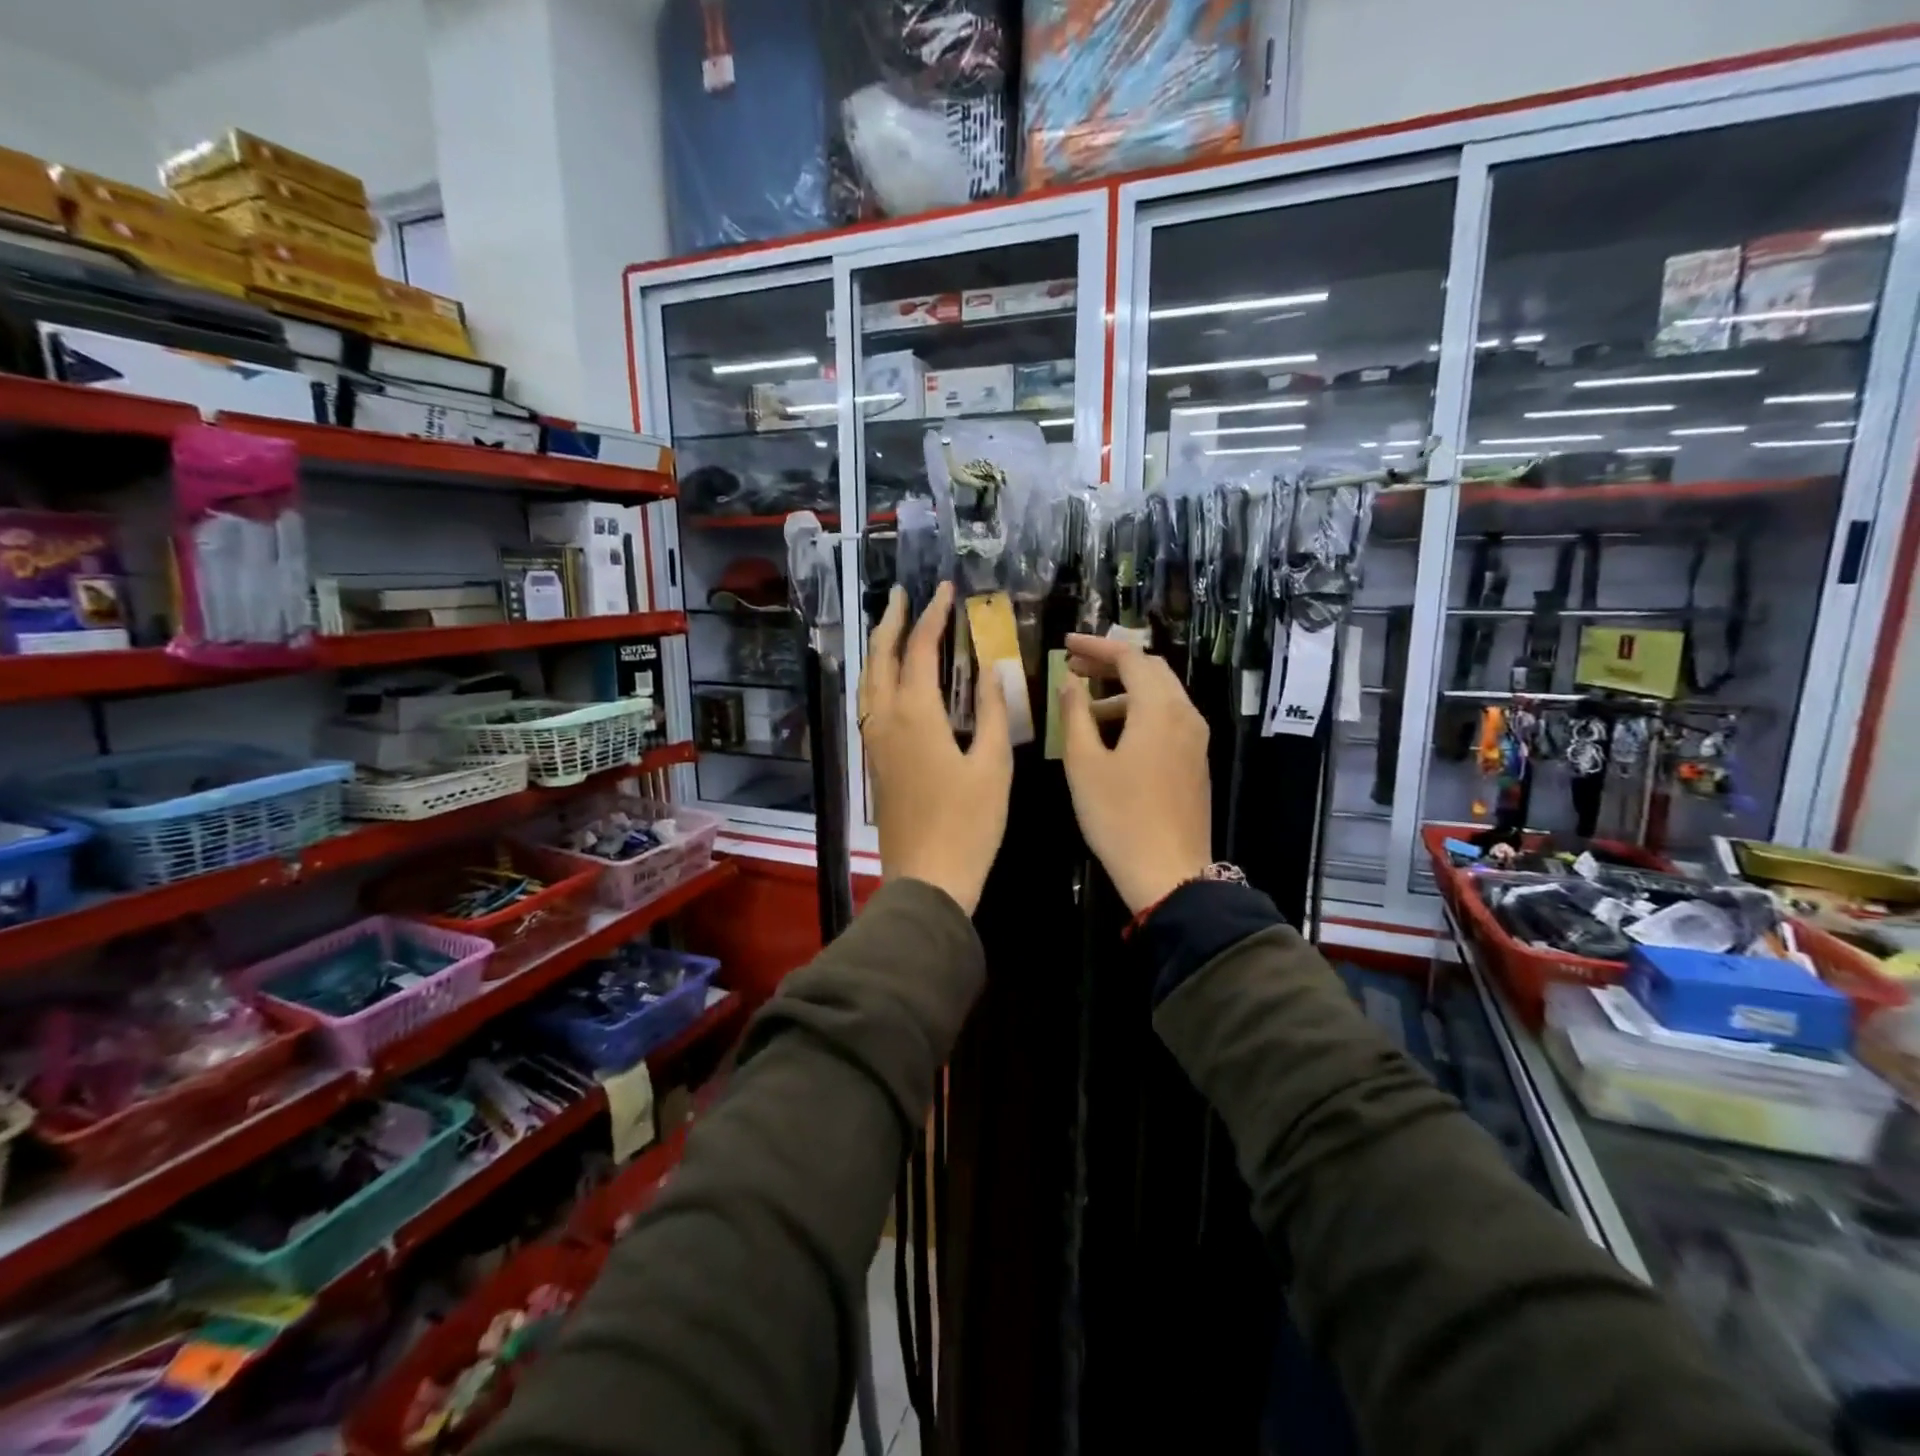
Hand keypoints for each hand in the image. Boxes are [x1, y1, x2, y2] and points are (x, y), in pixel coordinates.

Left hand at [861, 583, 1011, 914]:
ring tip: (891, 627)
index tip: (944, 590)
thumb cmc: (969, 825)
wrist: (927, 879)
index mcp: (915, 715)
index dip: (932, 616)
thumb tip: (991, 672)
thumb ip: (993, 714)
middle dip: (891, 621)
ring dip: (879, 648)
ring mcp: (875, 742)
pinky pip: (869, 705)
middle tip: (903, 595)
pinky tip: (890, 681)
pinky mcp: (875, 762)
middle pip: (880, 658)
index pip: (919, 649)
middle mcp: (886, 720)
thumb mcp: (993, 767)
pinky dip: (877, 678)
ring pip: (868, 682)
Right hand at [1057, 634, 1211, 913]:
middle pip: (1150, 671)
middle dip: (1111, 664)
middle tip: (1074, 668)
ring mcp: (1196, 739)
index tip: (1064, 645)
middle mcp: (1185, 714)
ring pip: (1161, 696)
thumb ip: (1075, 715)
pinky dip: (1139, 713)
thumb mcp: (1084, 764)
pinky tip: (1112, 735)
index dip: (1095, 647)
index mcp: (1159, 708)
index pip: (1129, 657)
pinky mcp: (1195, 761)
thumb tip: (1071, 683)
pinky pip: (1168, 719)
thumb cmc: (1119, 817)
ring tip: (1084, 708)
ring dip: (1123, 691)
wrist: (1169, 873)